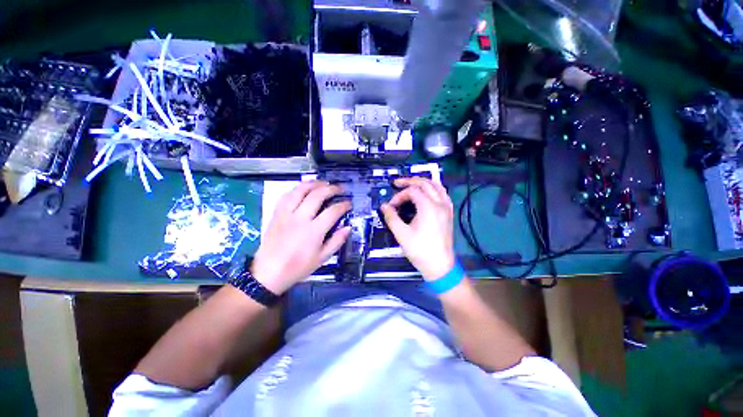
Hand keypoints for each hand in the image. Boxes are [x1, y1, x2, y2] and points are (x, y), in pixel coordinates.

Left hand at [250, 181, 350, 294]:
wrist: (269, 273)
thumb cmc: (298, 267)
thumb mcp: (322, 258)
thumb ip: (337, 241)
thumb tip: (348, 227)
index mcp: (313, 231)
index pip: (333, 211)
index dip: (343, 205)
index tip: (349, 203)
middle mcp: (300, 218)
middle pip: (317, 195)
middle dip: (332, 189)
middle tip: (340, 189)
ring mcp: (286, 214)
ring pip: (300, 190)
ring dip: (314, 184)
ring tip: (324, 183)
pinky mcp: (276, 214)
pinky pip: (286, 195)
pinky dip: (297, 189)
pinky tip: (303, 189)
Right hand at [380, 177, 454, 279]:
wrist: (440, 266)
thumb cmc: (420, 250)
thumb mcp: (402, 234)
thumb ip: (391, 217)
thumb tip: (383, 206)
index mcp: (429, 207)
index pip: (412, 191)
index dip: (399, 196)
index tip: (391, 206)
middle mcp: (440, 203)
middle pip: (425, 183)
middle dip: (410, 181)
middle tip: (397, 183)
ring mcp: (447, 208)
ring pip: (437, 186)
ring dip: (423, 182)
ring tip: (411, 184)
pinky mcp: (449, 213)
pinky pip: (443, 194)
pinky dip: (434, 189)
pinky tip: (427, 193)